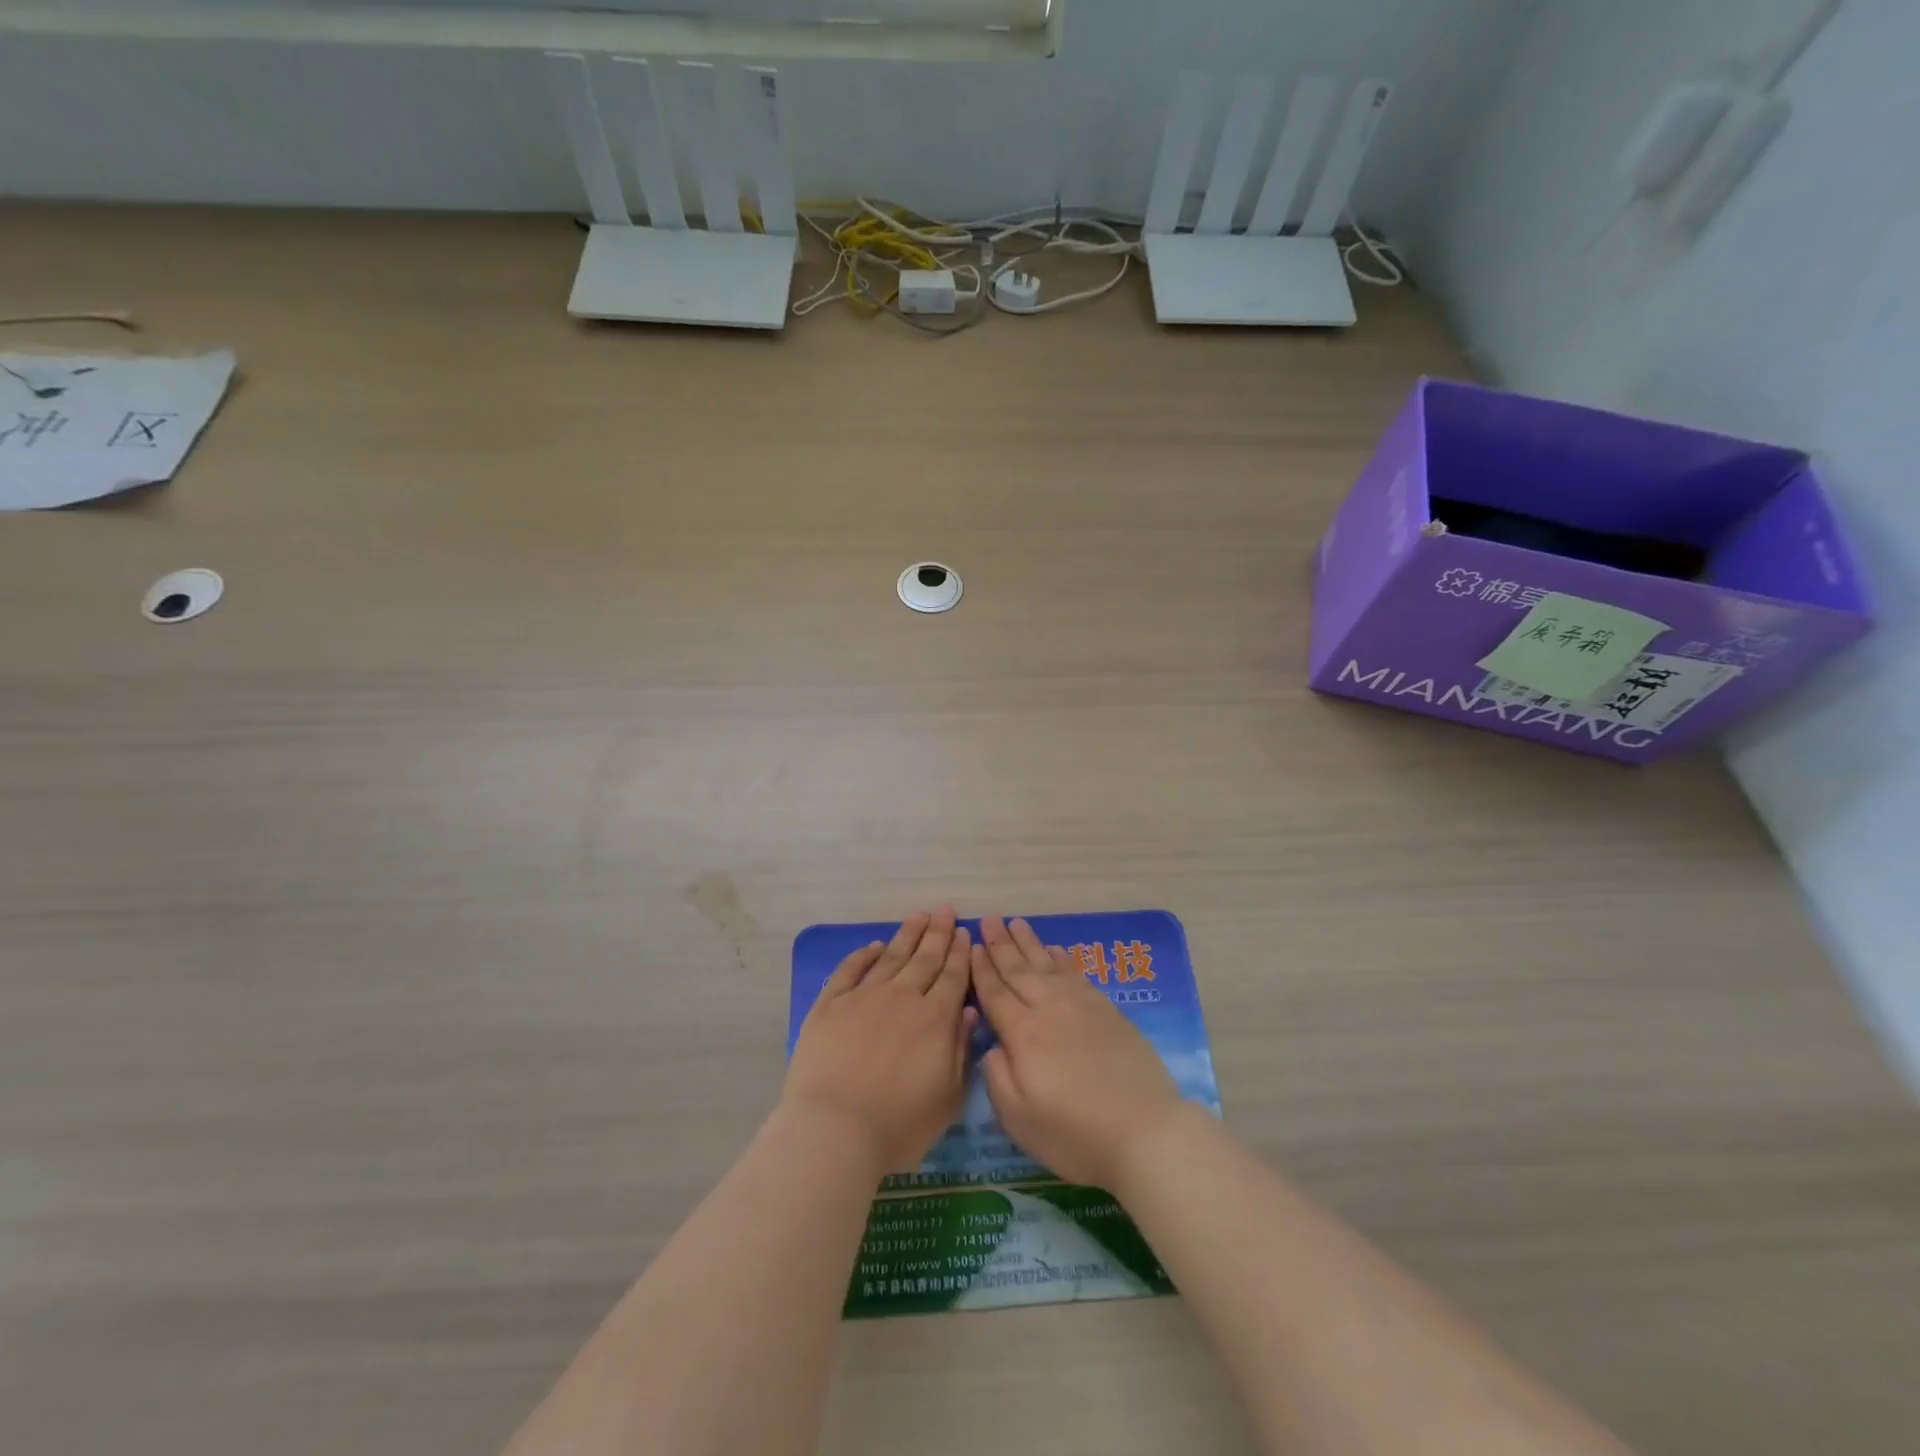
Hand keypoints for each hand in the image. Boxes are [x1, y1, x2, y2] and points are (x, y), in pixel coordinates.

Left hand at [782, 906, 975, 1176]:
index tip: (964, 932)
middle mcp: (903, 998)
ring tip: (919, 915)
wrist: (834, 1130)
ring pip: (891, 957)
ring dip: (907, 935)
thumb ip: (960, 1051)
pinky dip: (863, 955)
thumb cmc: (899, 1125)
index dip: (960, 953)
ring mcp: (864, 998)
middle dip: (938, 933)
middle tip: (945, 910)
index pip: (953, 977)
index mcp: (935, 1019)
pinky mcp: (830, 1005)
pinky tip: (873, 946)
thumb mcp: (947, 1098)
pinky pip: (850, 970)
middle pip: (925, 959)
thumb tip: (968, 1011)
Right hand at [970, 915, 1182, 1189]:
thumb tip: (992, 1045)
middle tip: (989, 919)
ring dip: (1029, 943)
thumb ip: (997, 1077)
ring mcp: (1081, 1005)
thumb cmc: (1075, 1134)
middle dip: (1001, 944)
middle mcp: (1049, 1009)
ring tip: (1016, 922)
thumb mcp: (1019, 1119)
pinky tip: (1055, 949)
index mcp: (1023, 1034)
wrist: (1146, 1131)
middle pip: (1019, 970)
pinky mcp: (1107, 1010)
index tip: (971, 946)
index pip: (995, 994)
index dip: (981, 970)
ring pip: (1048, 964)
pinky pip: (1076, 973)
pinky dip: (1062, 958)